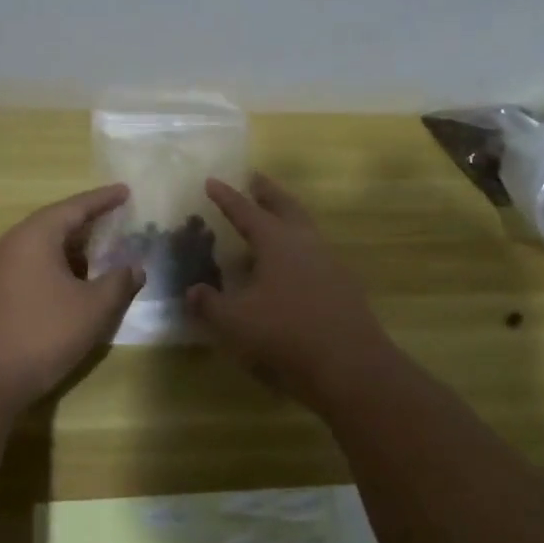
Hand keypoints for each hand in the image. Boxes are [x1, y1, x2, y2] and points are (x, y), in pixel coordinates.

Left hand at [0, 184, 144, 404]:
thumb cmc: (42, 334)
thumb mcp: (92, 308)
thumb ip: (118, 283)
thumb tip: (134, 268)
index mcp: (36, 236)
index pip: (76, 207)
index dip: (103, 199)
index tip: (125, 190)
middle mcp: (14, 244)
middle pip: (57, 224)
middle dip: (89, 224)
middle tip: (118, 220)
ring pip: (44, 249)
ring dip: (74, 251)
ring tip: (103, 254)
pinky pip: (34, 268)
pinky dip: (59, 269)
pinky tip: (76, 286)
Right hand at [186, 173, 395, 406]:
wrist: (350, 364)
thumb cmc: (286, 334)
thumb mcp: (236, 322)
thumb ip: (210, 304)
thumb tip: (193, 291)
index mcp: (277, 241)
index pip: (245, 211)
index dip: (226, 197)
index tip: (212, 180)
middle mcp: (305, 242)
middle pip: (285, 206)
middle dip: (267, 192)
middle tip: (254, 179)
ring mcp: (328, 261)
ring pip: (304, 227)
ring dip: (286, 216)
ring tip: (270, 220)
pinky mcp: (342, 283)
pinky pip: (314, 252)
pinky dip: (297, 247)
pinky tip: (290, 266)